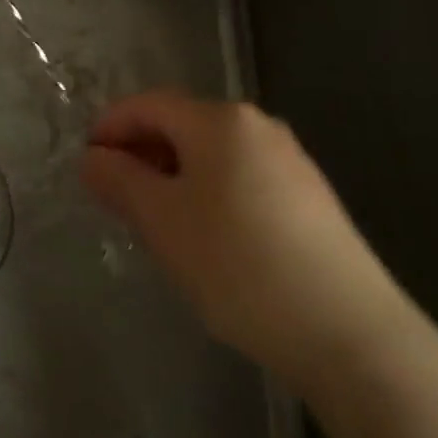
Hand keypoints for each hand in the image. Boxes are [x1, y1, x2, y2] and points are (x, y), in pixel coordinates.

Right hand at [81, 90, 408, 393]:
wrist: (351, 334)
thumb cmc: (239, 264)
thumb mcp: (163, 222)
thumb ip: (120, 181)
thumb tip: (93, 158)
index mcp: (219, 120)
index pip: (149, 104)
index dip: (111, 126)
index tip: (86, 161)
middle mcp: (256, 125)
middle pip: (182, 124)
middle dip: (142, 151)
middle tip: (115, 194)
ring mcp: (290, 159)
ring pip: (213, 152)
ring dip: (175, 173)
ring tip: (156, 218)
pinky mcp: (310, 197)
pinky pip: (242, 176)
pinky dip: (210, 191)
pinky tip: (207, 235)